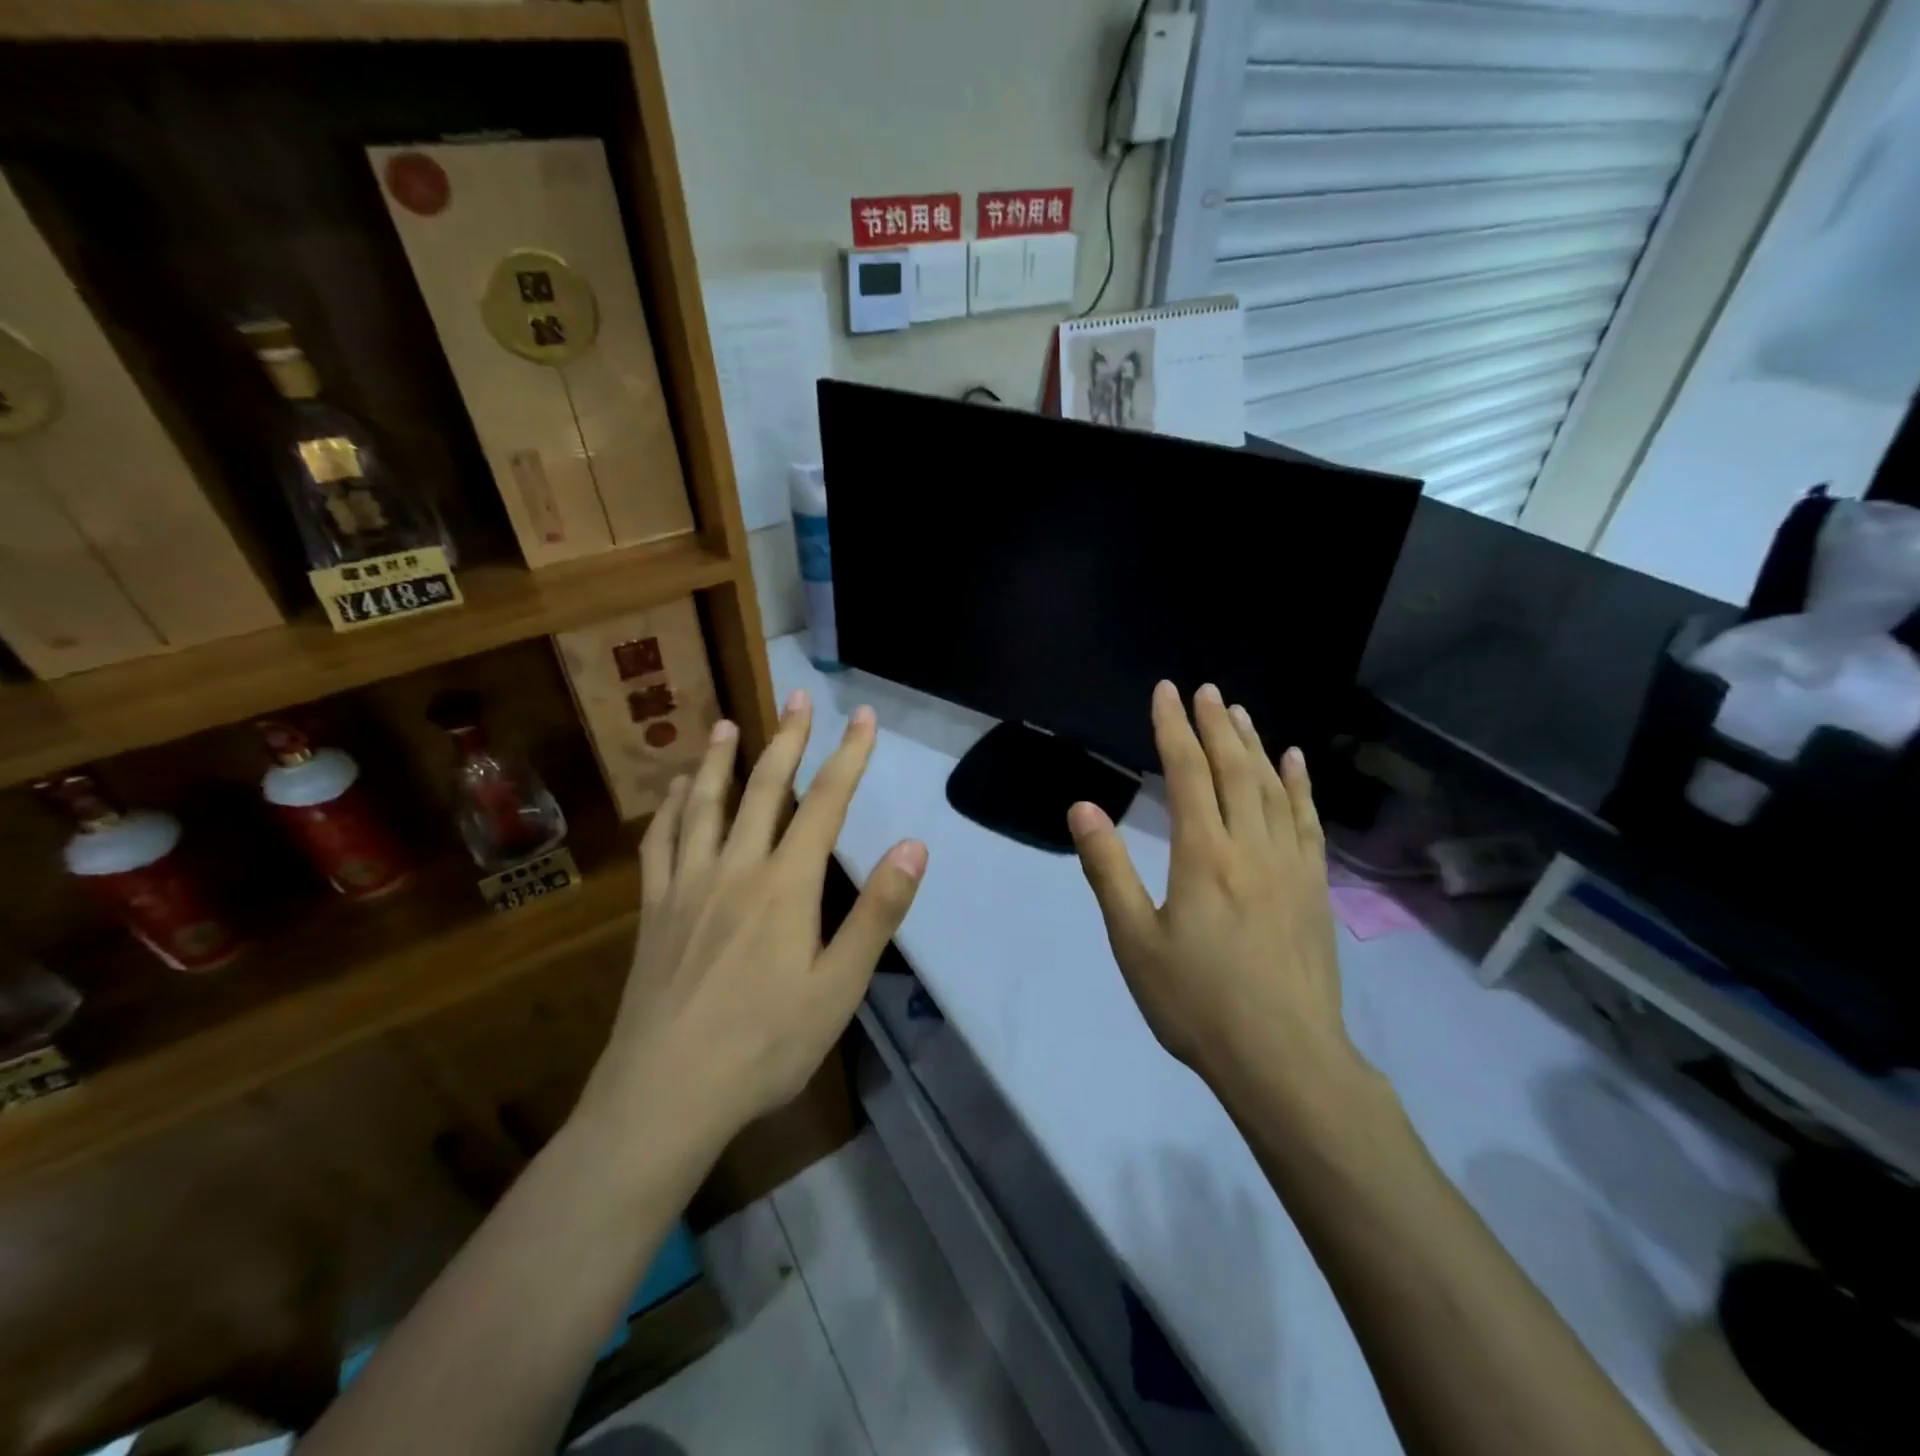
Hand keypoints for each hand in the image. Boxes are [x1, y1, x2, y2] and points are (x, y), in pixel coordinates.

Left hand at [583, 691, 927, 1147]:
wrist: (666, 1094)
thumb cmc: (766, 1045)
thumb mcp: (839, 986)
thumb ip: (877, 912)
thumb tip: (914, 846)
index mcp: (787, 885)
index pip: (826, 802)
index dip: (848, 755)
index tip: (862, 716)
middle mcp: (736, 868)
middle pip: (766, 788)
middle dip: (787, 738)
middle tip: (798, 696)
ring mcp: (688, 885)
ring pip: (706, 804)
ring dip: (720, 760)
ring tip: (728, 724)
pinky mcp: (655, 910)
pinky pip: (660, 843)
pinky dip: (669, 808)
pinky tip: (674, 792)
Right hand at [1067, 682, 1355, 1100]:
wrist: (1284, 1059)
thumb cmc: (1197, 1003)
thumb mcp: (1135, 941)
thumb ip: (1109, 869)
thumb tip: (1083, 807)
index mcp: (1203, 855)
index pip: (1187, 774)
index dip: (1173, 729)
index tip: (1165, 692)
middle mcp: (1251, 846)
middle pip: (1234, 769)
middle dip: (1216, 724)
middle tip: (1205, 690)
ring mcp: (1290, 865)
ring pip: (1273, 787)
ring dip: (1255, 744)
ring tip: (1240, 712)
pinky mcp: (1315, 888)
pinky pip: (1308, 821)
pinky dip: (1300, 785)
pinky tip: (1295, 762)